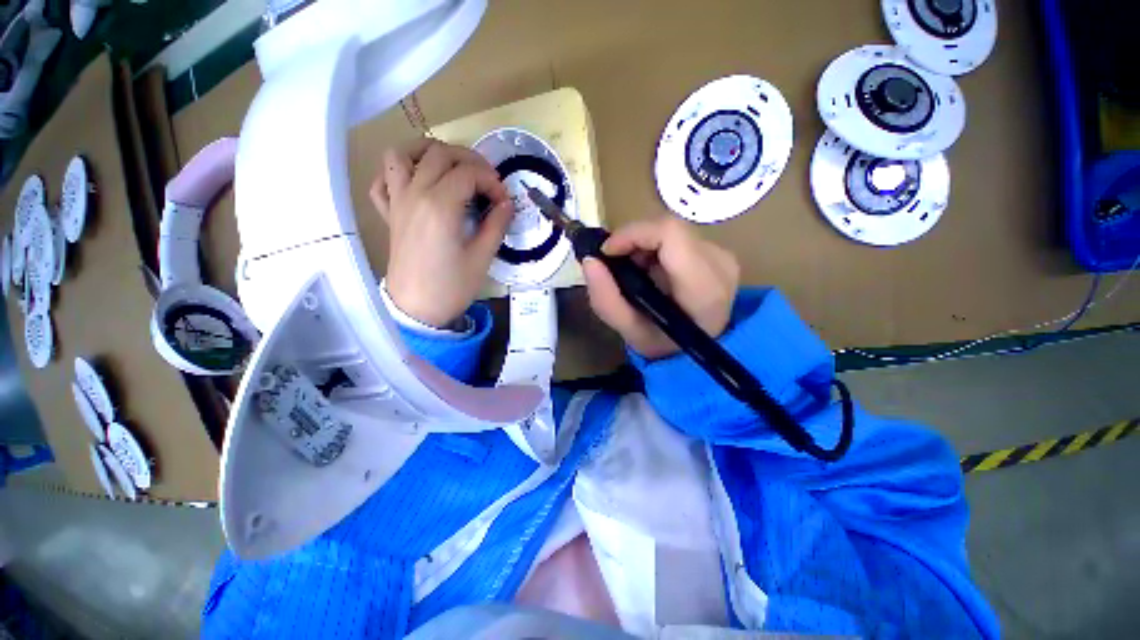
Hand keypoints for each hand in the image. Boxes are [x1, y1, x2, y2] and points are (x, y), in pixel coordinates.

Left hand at [370, 139, 513, 327]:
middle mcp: (415, 194)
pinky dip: (397, 172)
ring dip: (427, 151)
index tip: (503, 200)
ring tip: (449, 167)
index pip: (469, 173)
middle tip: (486, 181)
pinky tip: (416, 182)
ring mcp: (397, 202)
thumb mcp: (483, 258)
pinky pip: (382, 180)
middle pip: (439, 153)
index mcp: (440, 206)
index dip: (492, 181)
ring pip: (401, 154)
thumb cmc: (452, 286)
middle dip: (469, 160)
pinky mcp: (389, 213)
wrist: (418, 308)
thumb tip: (506, 204)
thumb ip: (496, 225)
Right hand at [582, 217, 739, 359]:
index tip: (607, 252)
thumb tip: (589, 260)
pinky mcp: (719, 253)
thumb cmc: (664, 346)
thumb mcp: (629, 332)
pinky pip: (679, 236)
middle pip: (669, 228)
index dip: (633, 234)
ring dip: (643, 245)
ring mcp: (723, 256)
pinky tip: (649, 270)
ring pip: (672, 230)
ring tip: (633, 272)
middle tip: (616, 265)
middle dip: (633, 241)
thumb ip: (605, 299)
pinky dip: (655, 248)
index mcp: (703, 288)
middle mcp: (720, 265)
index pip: (670, 233)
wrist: (699, 351)